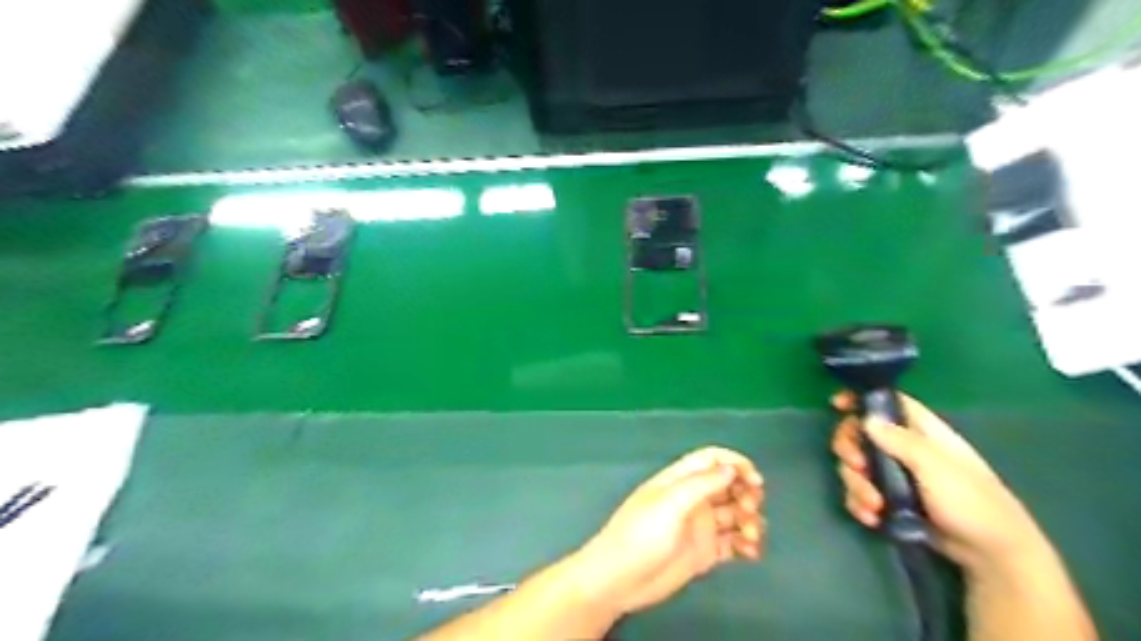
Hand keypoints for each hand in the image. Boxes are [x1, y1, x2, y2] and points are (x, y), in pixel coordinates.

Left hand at [571, 447, 765, 614]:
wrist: (619, 578)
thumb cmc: (640, 534)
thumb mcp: (670, 504)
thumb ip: (701, 484)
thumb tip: (731, 468)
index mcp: (680, 480)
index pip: (711, 460)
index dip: (735, 464)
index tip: (755, 480)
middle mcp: (692, 499)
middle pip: (728, 485)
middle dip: (746, 492)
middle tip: (751, 508)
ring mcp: (699, 526)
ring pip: (734, 514)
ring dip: (749, 520)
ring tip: (750, 537)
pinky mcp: (703, 553)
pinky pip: (732, 543)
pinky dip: (746, 545)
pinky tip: (752, 553)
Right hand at [830, 391, 1041, 576]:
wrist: (991, 554)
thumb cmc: (971, 500)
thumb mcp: (935, 467)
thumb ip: (900, 441)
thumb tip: (866, 419)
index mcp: (919, 430)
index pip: (885, 402)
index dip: (859, 398)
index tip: (836, 405)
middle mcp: (902, 448)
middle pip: (859, 434)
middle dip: (850, 450)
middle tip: (856, 466)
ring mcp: (894, 475)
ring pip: (856, 467)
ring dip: (856, 485)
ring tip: (873, 506)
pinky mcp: (889, 500)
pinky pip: (860, 493)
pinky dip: (860, 504)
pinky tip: (871, 518)